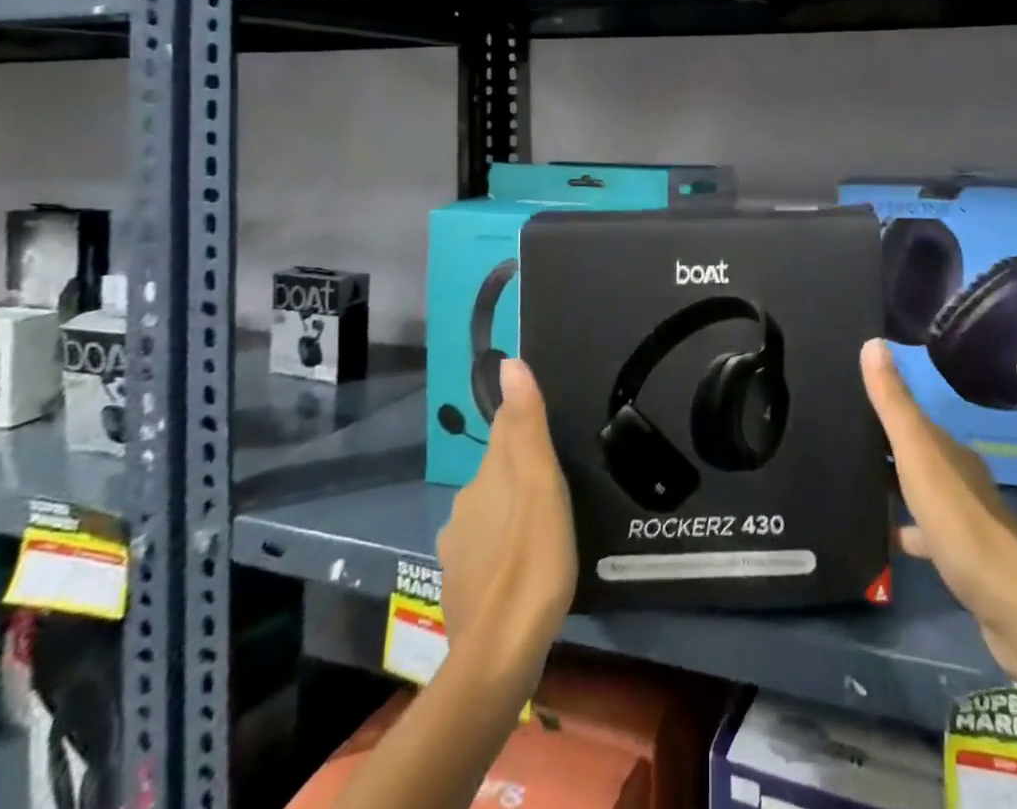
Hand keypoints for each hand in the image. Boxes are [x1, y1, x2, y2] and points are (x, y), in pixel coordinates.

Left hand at [436, 358, 576, 692]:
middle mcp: (464, 504)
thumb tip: (508, 362)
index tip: (548, 425)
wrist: (499, 655)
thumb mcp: (541, 485)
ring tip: (544, 523)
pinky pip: (484, 550)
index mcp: (486, 476)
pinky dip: (502, 547)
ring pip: (489, 512)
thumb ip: (526, 424)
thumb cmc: (532, 558)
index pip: (504, 430)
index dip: (524, 421)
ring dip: (511, 510)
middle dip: (520, 469)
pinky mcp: (460, 586)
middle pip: (496, 472)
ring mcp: (458, 549)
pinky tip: (522, 564)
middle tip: (557, 479)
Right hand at [860, 339, 1016, 676]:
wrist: (1010, 602)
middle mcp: (959, 477)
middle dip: (882, 448)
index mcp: (949, 450)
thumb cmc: (959, 519)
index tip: (845, 401)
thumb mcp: (918, 454)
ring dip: (892, 489)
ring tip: (848, 487)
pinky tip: (878, 540)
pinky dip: (902, 532)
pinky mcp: (961, 559)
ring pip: (919, 493)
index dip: (882, 407)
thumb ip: (894, 403)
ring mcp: (963, 520)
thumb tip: (873, 342)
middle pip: (915, 454)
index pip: (911, 418)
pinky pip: (923, 535)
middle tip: (837, 442)